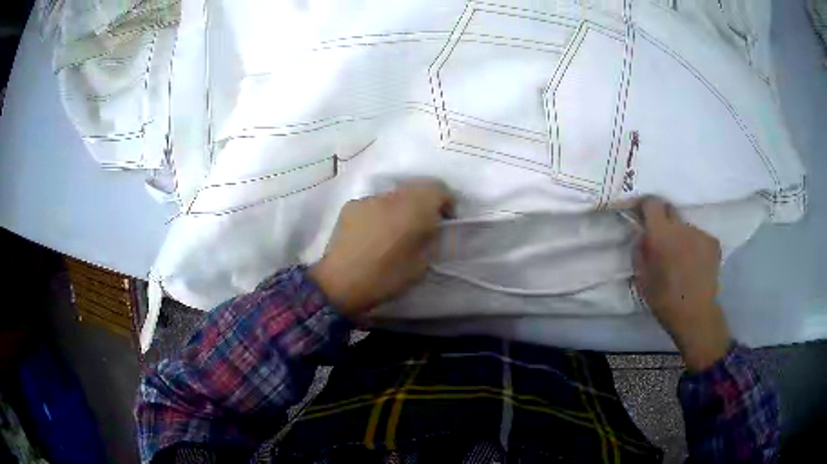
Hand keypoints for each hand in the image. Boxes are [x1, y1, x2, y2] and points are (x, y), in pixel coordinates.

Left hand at [309, 180, 453, 315]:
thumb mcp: (422, 264)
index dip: (446, 202)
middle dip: (424, 203)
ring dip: (401, 208)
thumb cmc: (386, 277)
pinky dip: (380, 213)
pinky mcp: (351, 206)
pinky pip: (374, 204)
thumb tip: (430, 229)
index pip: (438, 189)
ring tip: (395, 231)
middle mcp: (391, 196)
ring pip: (393, 196)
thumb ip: (430, 239)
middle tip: (423, 226)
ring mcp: (368, 199)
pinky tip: (374, 234)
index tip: (446, 221)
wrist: (340, 283)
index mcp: (413, 208)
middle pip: (415, 188)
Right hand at [633, 198, 731, 371]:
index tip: (641, 214)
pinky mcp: (713, 242)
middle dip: (663, 220)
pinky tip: (695, 263)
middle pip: (670, 210)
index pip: (652, 202)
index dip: (645, 205)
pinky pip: (699, 237)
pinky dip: (694, 245)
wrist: (696, 315)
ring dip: (680, 236)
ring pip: (685, 226)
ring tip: (681, 258)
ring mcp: (700, 233)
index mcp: (661, 234)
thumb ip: (639, 251)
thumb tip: (641, 234)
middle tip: (661, 240)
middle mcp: (682, 227)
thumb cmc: (664, 299)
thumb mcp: (642, 278)